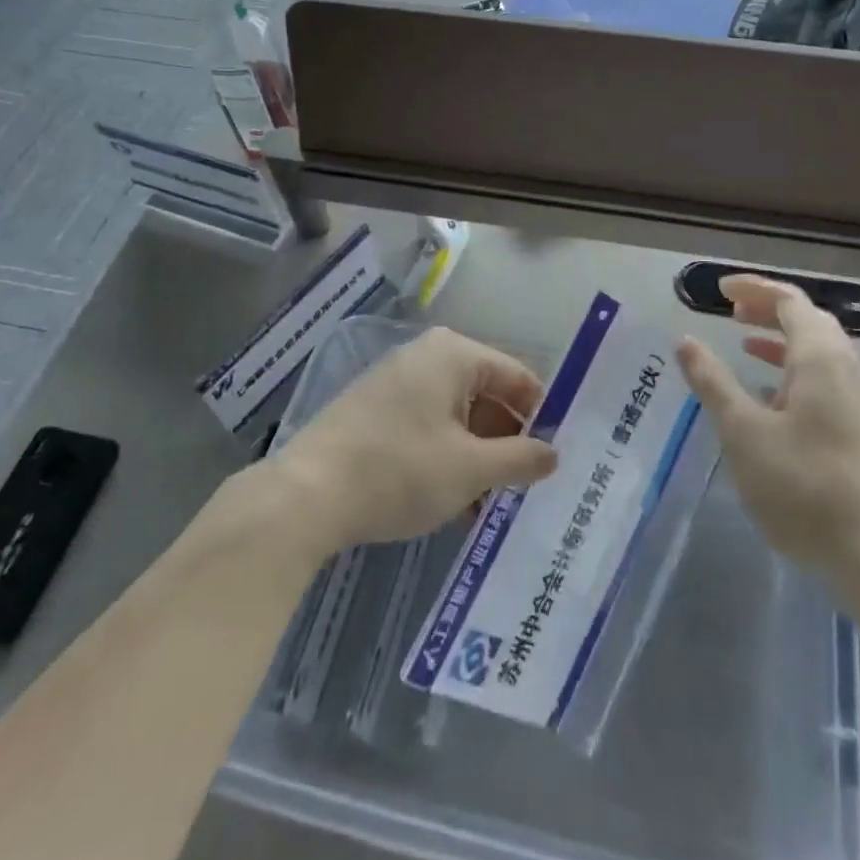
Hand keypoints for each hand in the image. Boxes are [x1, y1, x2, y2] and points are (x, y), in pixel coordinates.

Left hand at [271, 328, 558, 553]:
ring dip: (477, 457)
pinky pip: (427, 426)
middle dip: (506, 443)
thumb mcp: (471, 470)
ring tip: (489, 505)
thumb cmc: (400, 471)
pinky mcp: (374, 409)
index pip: (518, 378)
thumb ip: (521, 458)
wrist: (305, 495)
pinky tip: (453, 502)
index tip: (554, 459)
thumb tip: (554, 454)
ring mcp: (396, 381)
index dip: (541, 418)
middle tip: (524, 487)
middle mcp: (426, 356)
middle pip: (487, 396)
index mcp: (455, 354)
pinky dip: (446, 457)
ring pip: (457, 416)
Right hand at [677, 276, 859, 583]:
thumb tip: (686, 340)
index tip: (719, 291)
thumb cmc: (805, 488)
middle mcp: (845, 369)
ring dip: (780, 340)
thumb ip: (713, 383)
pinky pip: (824, 380)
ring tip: (744, 345)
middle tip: (730, 313)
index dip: (754, 289)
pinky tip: (770, 398)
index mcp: (820, 358)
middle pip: (808, 320)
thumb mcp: (744, 433)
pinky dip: (792, 371)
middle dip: (768, 310)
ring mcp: (858, 400)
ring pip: (818, 352)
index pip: (789, 300)